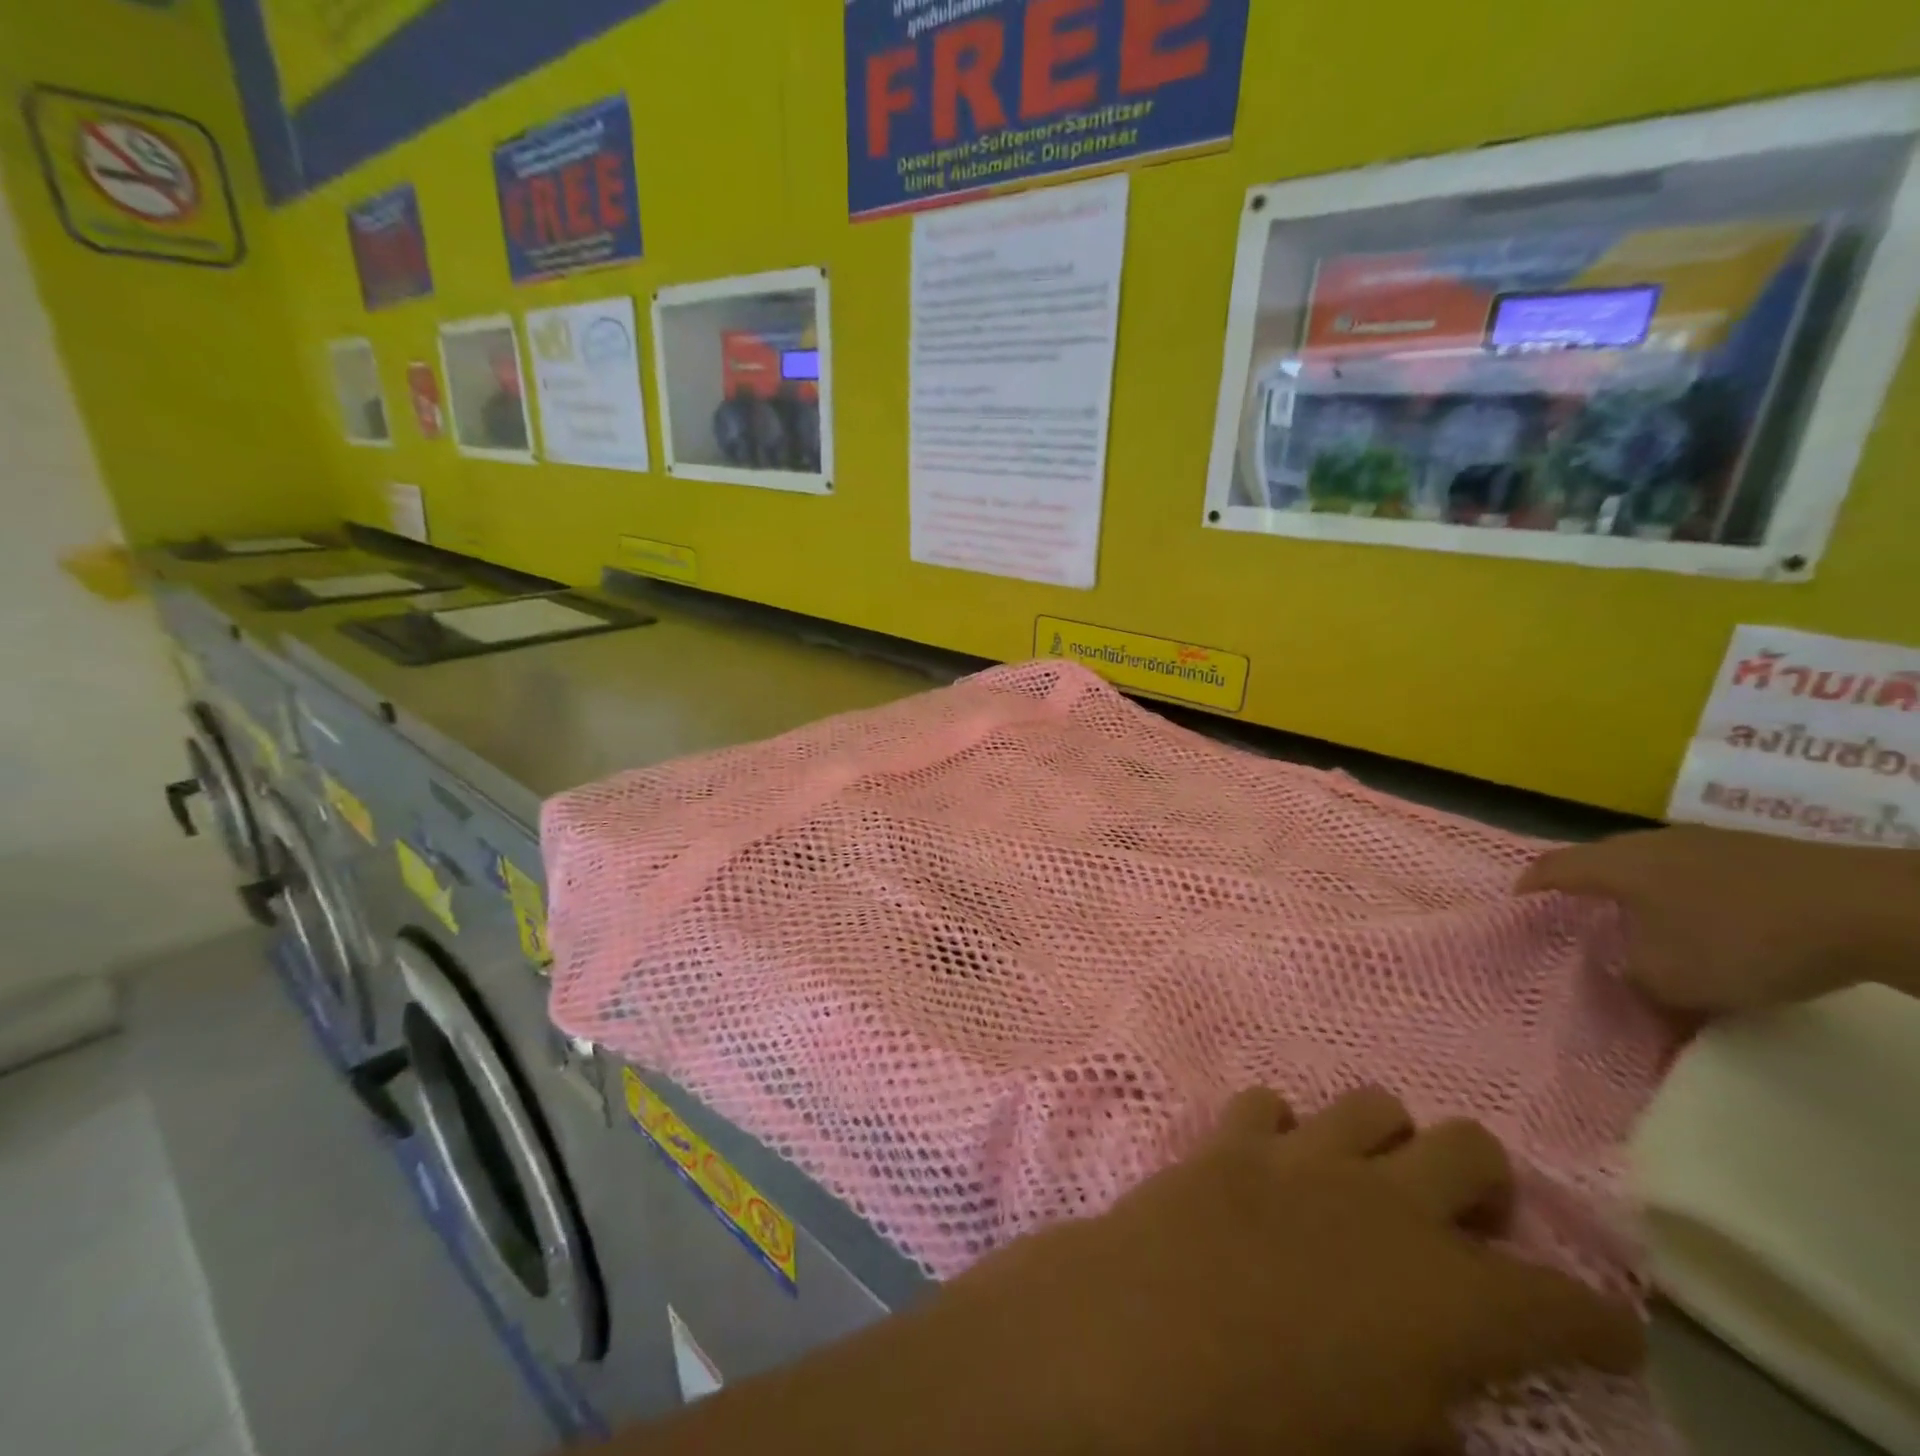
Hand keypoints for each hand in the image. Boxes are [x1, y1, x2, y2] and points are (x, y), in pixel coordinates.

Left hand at [936, 1087, 1643, 1455]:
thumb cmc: (1272, 1433)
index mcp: (1451, 1297)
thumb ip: (1428, 1424)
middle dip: (1488, 1186)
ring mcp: (1303, 1156)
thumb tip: (1435, 1406)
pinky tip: (1276, 1165)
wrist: (1141, 1342)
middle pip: (1472, 1149)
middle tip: (1473, 1228)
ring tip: (1374, 1182)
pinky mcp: (1231, 1138)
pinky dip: (1285, 1131)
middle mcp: (1385, 1203)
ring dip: (1387, 1140)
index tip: (1606, 1333)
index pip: (1564, 1304)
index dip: (1597, 1322)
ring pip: (1374, 1104)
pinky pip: (1271, 1105)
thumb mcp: (1381, 1454)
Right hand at [1516, 825, 1919, 1013]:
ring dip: (1638, 890)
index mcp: (1615, 865)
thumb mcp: (1673, 979)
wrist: (1864, 909)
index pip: (1552, 867)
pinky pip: (1692, 870)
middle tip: (1579, 915)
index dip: (1529, 884)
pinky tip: (1704, 920)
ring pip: (1648, 863)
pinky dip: (1683, 893)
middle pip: (1598, 859)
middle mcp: (1647, 844)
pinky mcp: (1751, 852)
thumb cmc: (1741, 939)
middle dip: (1584, 886)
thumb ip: (1633, 978)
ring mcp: (1702, 842)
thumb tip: (1624, 974)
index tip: (1517, 901)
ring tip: (1643, 921)